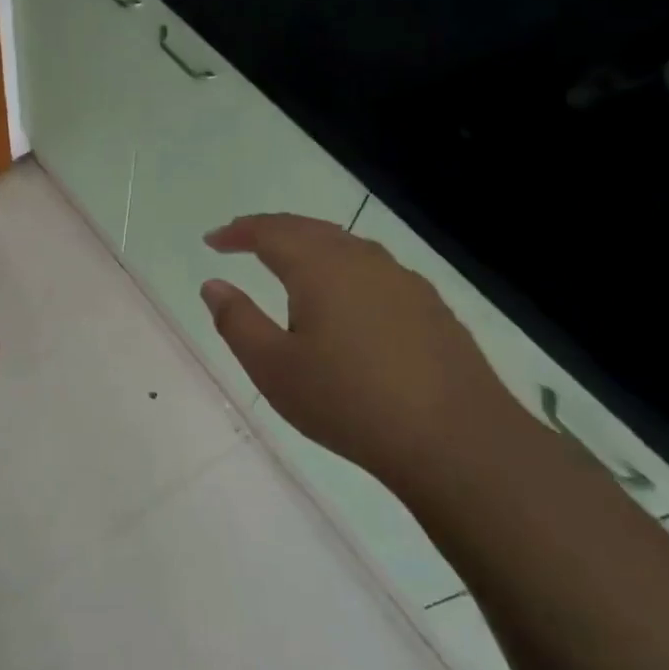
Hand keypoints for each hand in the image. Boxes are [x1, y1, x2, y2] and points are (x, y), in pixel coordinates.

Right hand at [200, 214, 529, 491]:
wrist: (456, 440)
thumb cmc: (348, 401)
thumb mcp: (273, 367)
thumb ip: (237, 321)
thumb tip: (213, 284)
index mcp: (320, 268)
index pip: (271, 232)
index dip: (238, 231)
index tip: (213, 240)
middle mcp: (363, 261)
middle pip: (310, 229)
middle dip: (272, 230)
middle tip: (243, 240)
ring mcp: (403, 281)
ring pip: (346, 246)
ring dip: (309, 245)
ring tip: (288, 263)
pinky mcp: (430, 307)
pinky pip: (373, 270)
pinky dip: (342, 268)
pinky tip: (344, 297)